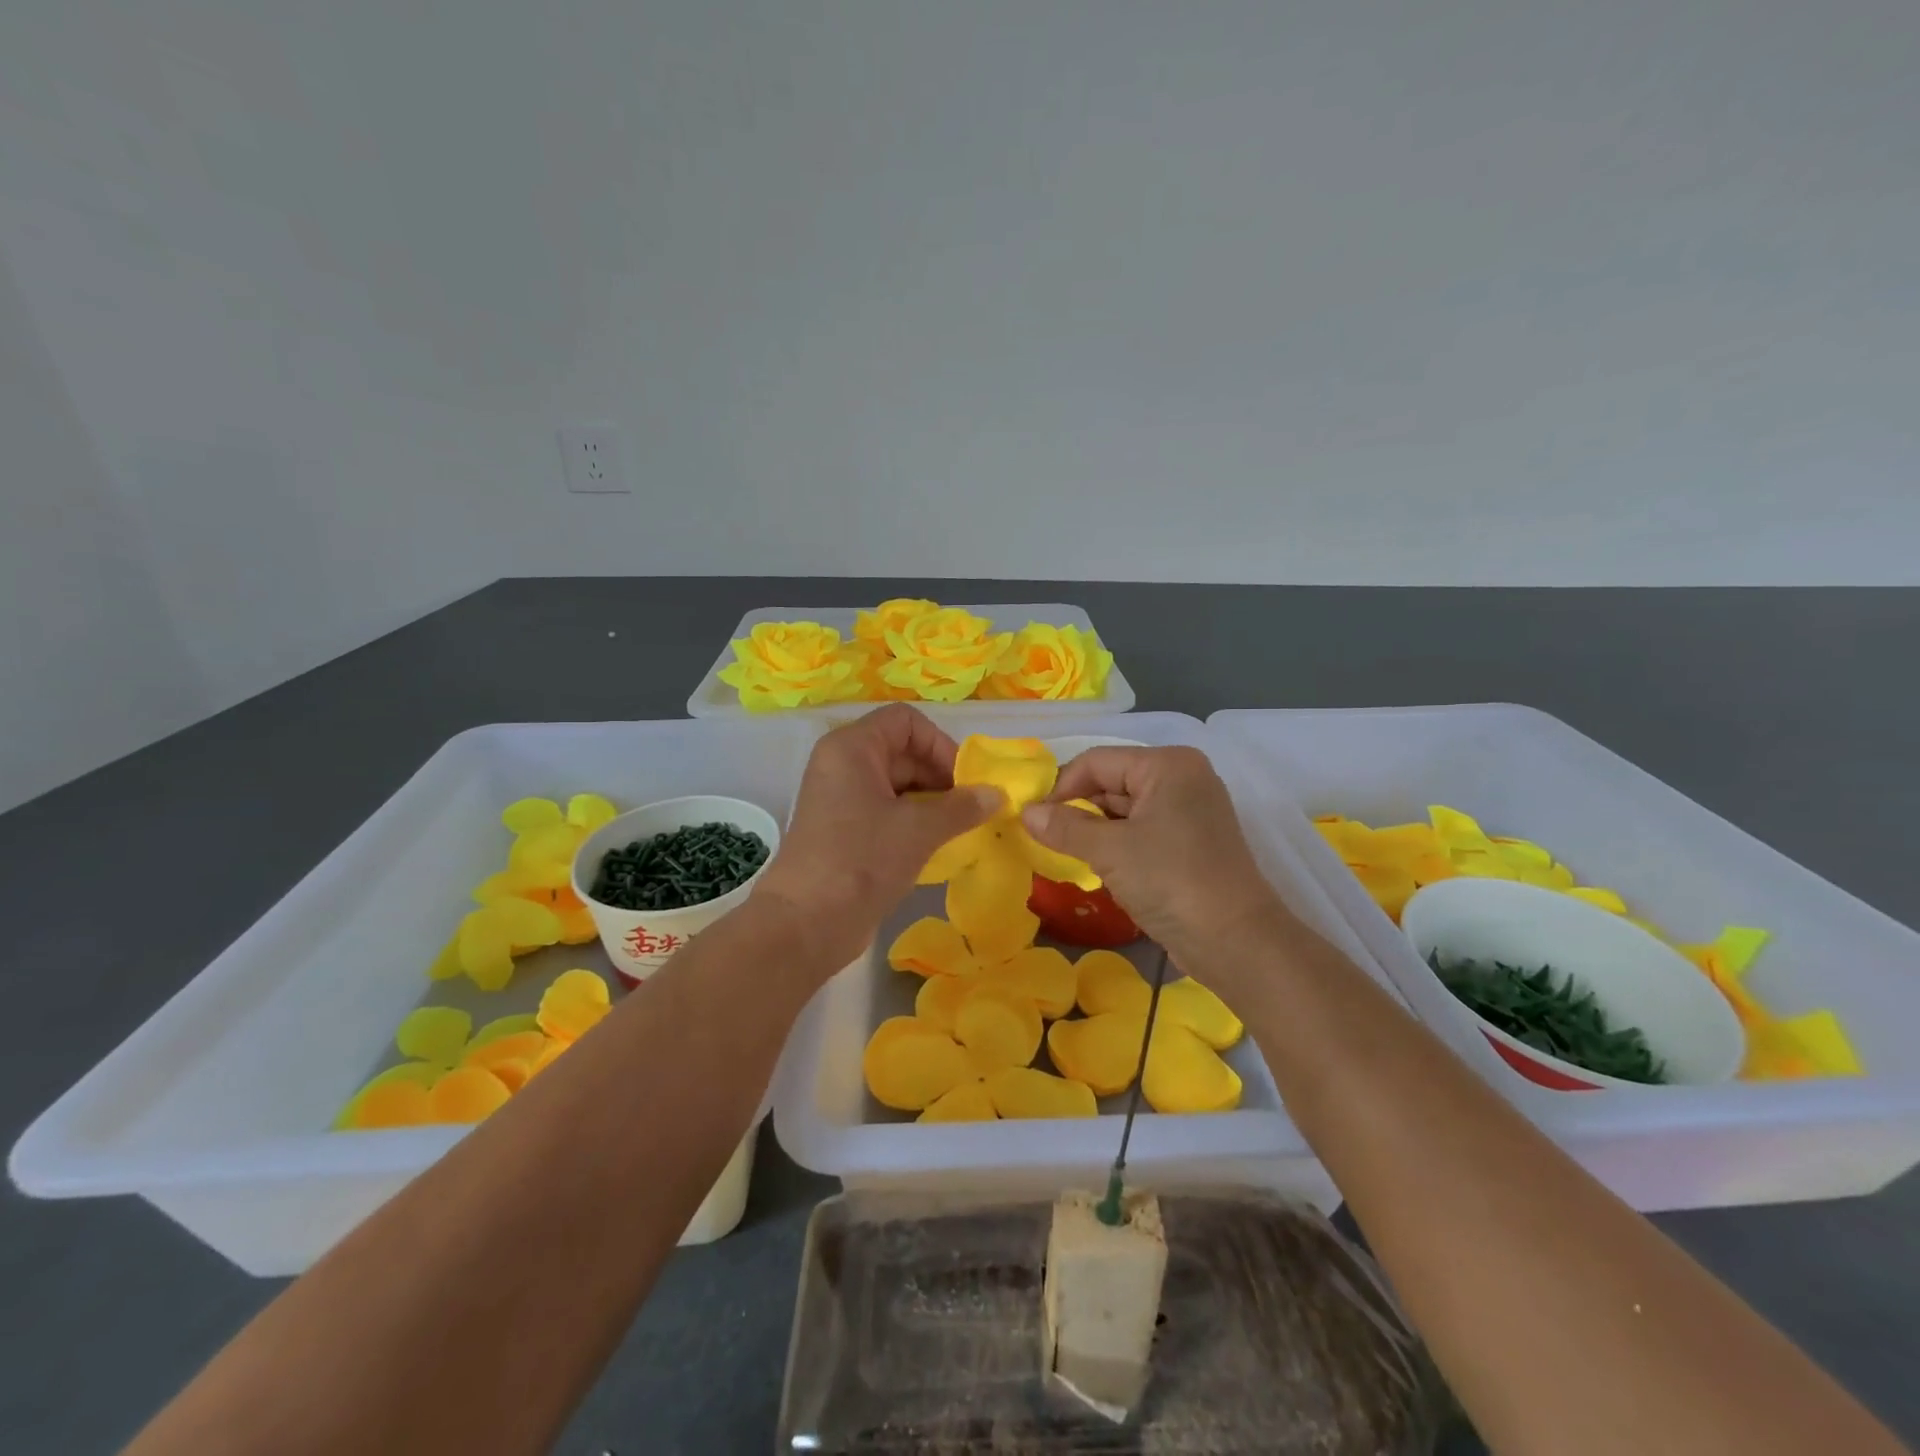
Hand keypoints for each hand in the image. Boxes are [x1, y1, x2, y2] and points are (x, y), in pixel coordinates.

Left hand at [756, 705, 1000, 970]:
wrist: (805, 924)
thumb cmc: (861, 860)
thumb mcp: (918, 829)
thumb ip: (961, 807)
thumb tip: (997, 795)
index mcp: (852, 747)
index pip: (906, 721)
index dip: (940, 744)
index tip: (964, 781)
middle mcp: (842, 764)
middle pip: (902, 751)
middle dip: (940, 776)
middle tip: (971, 809)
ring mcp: (840, 798)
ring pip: (897, 784)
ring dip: (932, 802)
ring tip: (960, 829)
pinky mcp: (843, 830)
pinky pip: (886, 811)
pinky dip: (913, 821)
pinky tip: (938, 845)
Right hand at [1021, 746, 1281, 967]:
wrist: (1236, 942)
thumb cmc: (1171, 881)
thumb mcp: (1110, 850)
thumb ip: (1064, 826)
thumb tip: (1025, 812)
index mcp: (1167, 765)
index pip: (1098, 762)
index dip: (1061, 788)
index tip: (1034, 820)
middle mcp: (1182, 778)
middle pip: (1112, 782)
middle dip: (1077, 809)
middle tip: (1044, 839)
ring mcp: (1189, 811)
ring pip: (1125, 810)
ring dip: (1094, 830)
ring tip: (1065, 853)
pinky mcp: (1190, 842)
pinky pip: (1142, 831)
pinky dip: (1116, 844)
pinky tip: (1096, 865)